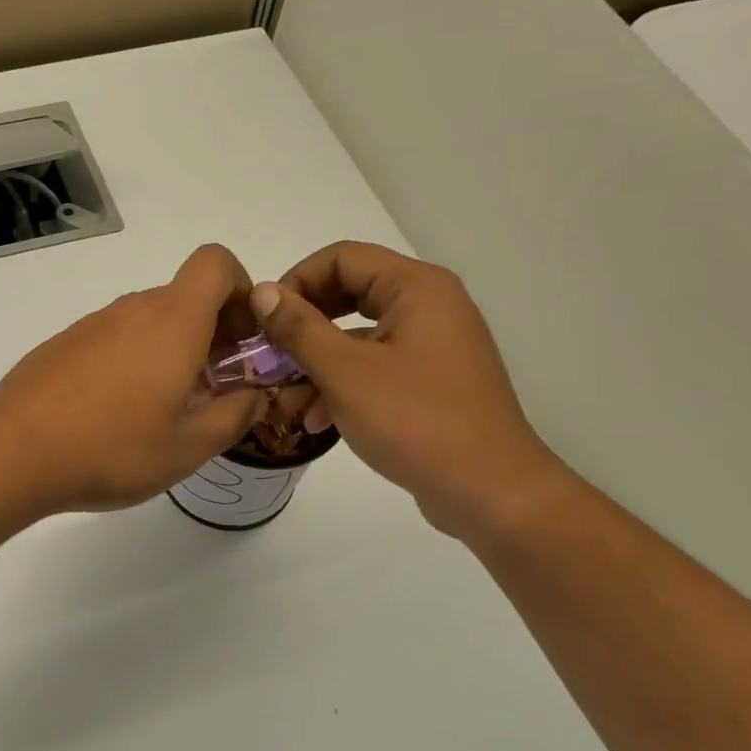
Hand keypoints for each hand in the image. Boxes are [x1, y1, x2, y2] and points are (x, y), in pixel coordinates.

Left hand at [0, 245, 266, 514]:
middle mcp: (132, 309)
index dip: (240, 289)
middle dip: (212, 333)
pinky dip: (132, 360)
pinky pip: (113, 338)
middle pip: (185, 297)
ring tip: (163, 408)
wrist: (12, 453)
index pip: (216, 262)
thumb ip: (233, 416)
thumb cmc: (112, 448)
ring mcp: (92, 324)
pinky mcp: (63, 343)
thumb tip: (254, 396)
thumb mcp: (188, 447)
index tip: (242, 339)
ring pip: (148, 320)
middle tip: (212, 388)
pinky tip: (115, 411)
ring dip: (171, 350)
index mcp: (173, 321)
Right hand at [251, 242, 570, 539]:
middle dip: (302, 330)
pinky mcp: (429, 382)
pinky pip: (374, 368)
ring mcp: (431, 346)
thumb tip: (261, 291)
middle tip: (269, 358)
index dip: (296, 282)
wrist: (490, 492)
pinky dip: (342, 386)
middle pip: (347, 296)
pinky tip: (317, 421)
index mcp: (416, 288)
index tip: (264, 322)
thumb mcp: (345, 373)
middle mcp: (428, 306)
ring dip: (316, 365)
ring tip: (287, 403)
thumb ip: (299, 328)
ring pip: (356, 338)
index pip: (341, 258)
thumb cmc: (416, 421)